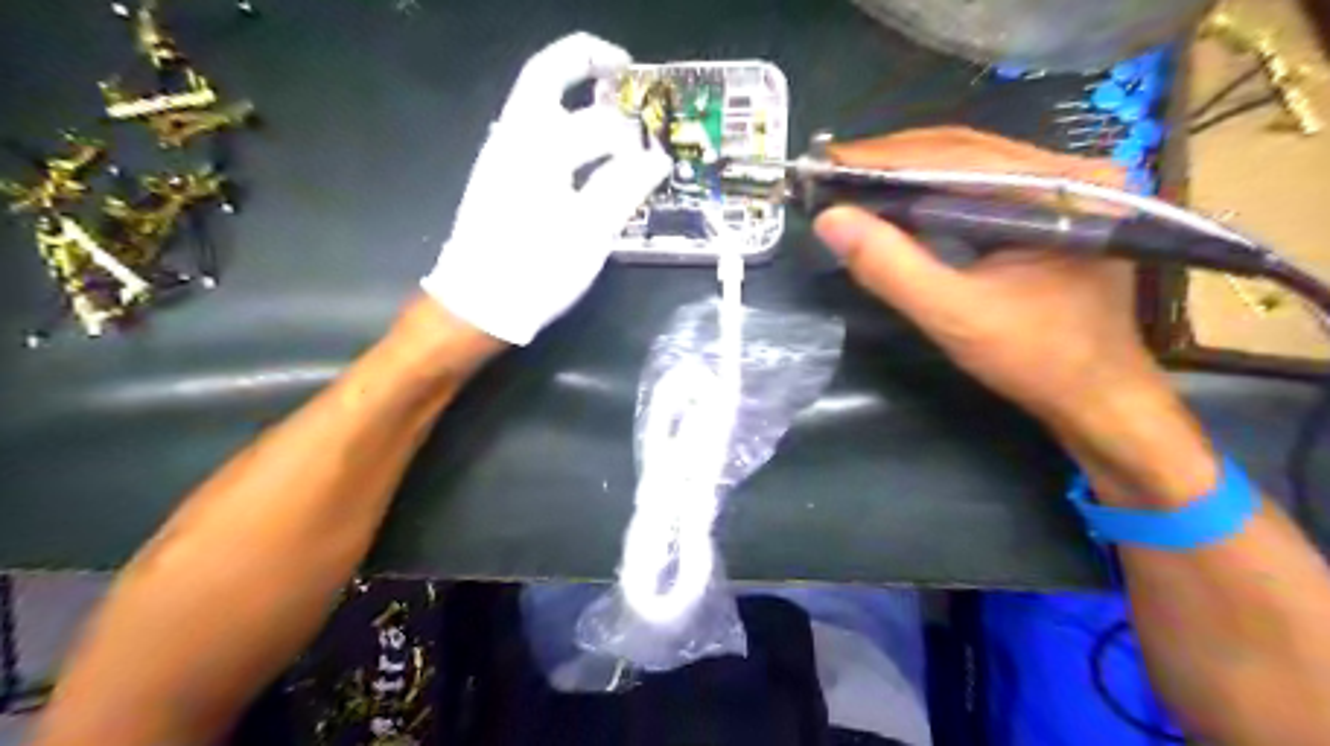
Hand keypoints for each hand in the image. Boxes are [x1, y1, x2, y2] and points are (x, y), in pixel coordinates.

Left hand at [420, 32, 669, 346]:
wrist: (478, 303)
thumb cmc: (536, 269)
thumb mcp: (589, 233)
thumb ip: (623, 188)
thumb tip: (656, 159)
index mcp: (537, 148)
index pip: (597, 122)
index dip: (633, 134)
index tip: (656, 148)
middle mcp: (513, 138)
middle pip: (545, 76)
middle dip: (584, 60)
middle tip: (620, 66)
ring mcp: (500, 156)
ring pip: (535, 102)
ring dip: (570, 90)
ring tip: (607, 104)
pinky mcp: (498, 176)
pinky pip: (530, 130)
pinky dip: (559, 122)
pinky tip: (581, 148)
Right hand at [810, 129, 1212, 506]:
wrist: (1096, 396)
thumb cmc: (1036, 359)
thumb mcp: (954, 316)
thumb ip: (891, 267)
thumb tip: (831, 219)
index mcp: (1060, 189)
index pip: (956, 155)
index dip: (883, 157)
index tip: (826, 162)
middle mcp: (1068, 171)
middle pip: (963, 149)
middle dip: (891, 159)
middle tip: (832, 170)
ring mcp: (1062, 188)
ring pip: (968, 164)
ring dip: (906, 171)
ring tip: (852, 180)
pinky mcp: (1048, 209)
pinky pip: (977, 186)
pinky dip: (929, 191)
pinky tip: (896, 201)